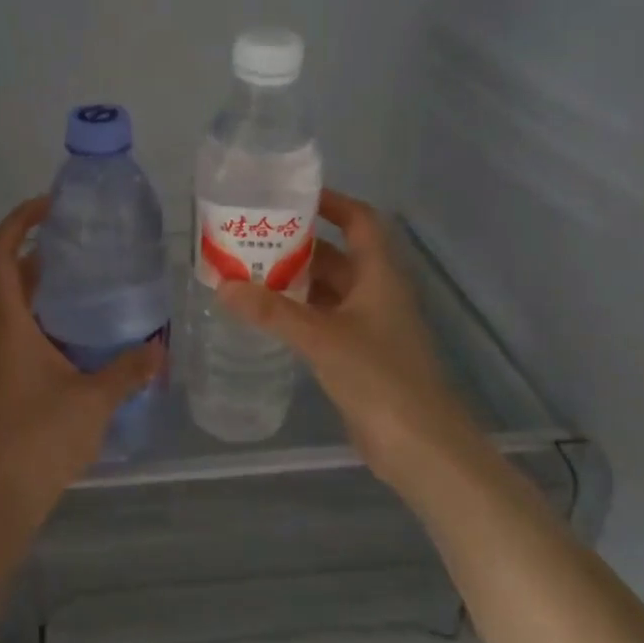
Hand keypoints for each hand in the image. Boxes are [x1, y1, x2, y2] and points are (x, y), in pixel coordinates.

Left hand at [0, 196, 164, 539]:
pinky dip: (50, 319)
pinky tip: (87, 334)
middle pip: (9, 275)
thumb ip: (128, 369)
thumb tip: (159, 348)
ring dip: (47, 286)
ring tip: (93, 280)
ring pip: (18, 306)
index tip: (52, 206)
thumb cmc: (40, 437)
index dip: (19, 221)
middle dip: (41, 251)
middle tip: (86, 242)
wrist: (0, 498)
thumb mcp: (94, 399)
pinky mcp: (7, 382)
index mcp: (9, 323)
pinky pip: (26, 333)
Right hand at [217, 189, 479, 491]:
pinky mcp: (359, 356)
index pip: (360, 221)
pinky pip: (324, 321)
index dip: (332, 203)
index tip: (292, 197)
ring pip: (328, 291)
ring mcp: (369, 326)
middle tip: (253, 239)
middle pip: (337, 256)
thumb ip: (273, 312)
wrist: (419, 445)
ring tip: (249, 273)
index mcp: (379, 276)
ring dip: (295, 282)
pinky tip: (267, 317)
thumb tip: (224, 286)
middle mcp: (376, 293)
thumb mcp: (322, 338)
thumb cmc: (379, 377)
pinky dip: (299, 314)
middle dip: (299, 246)